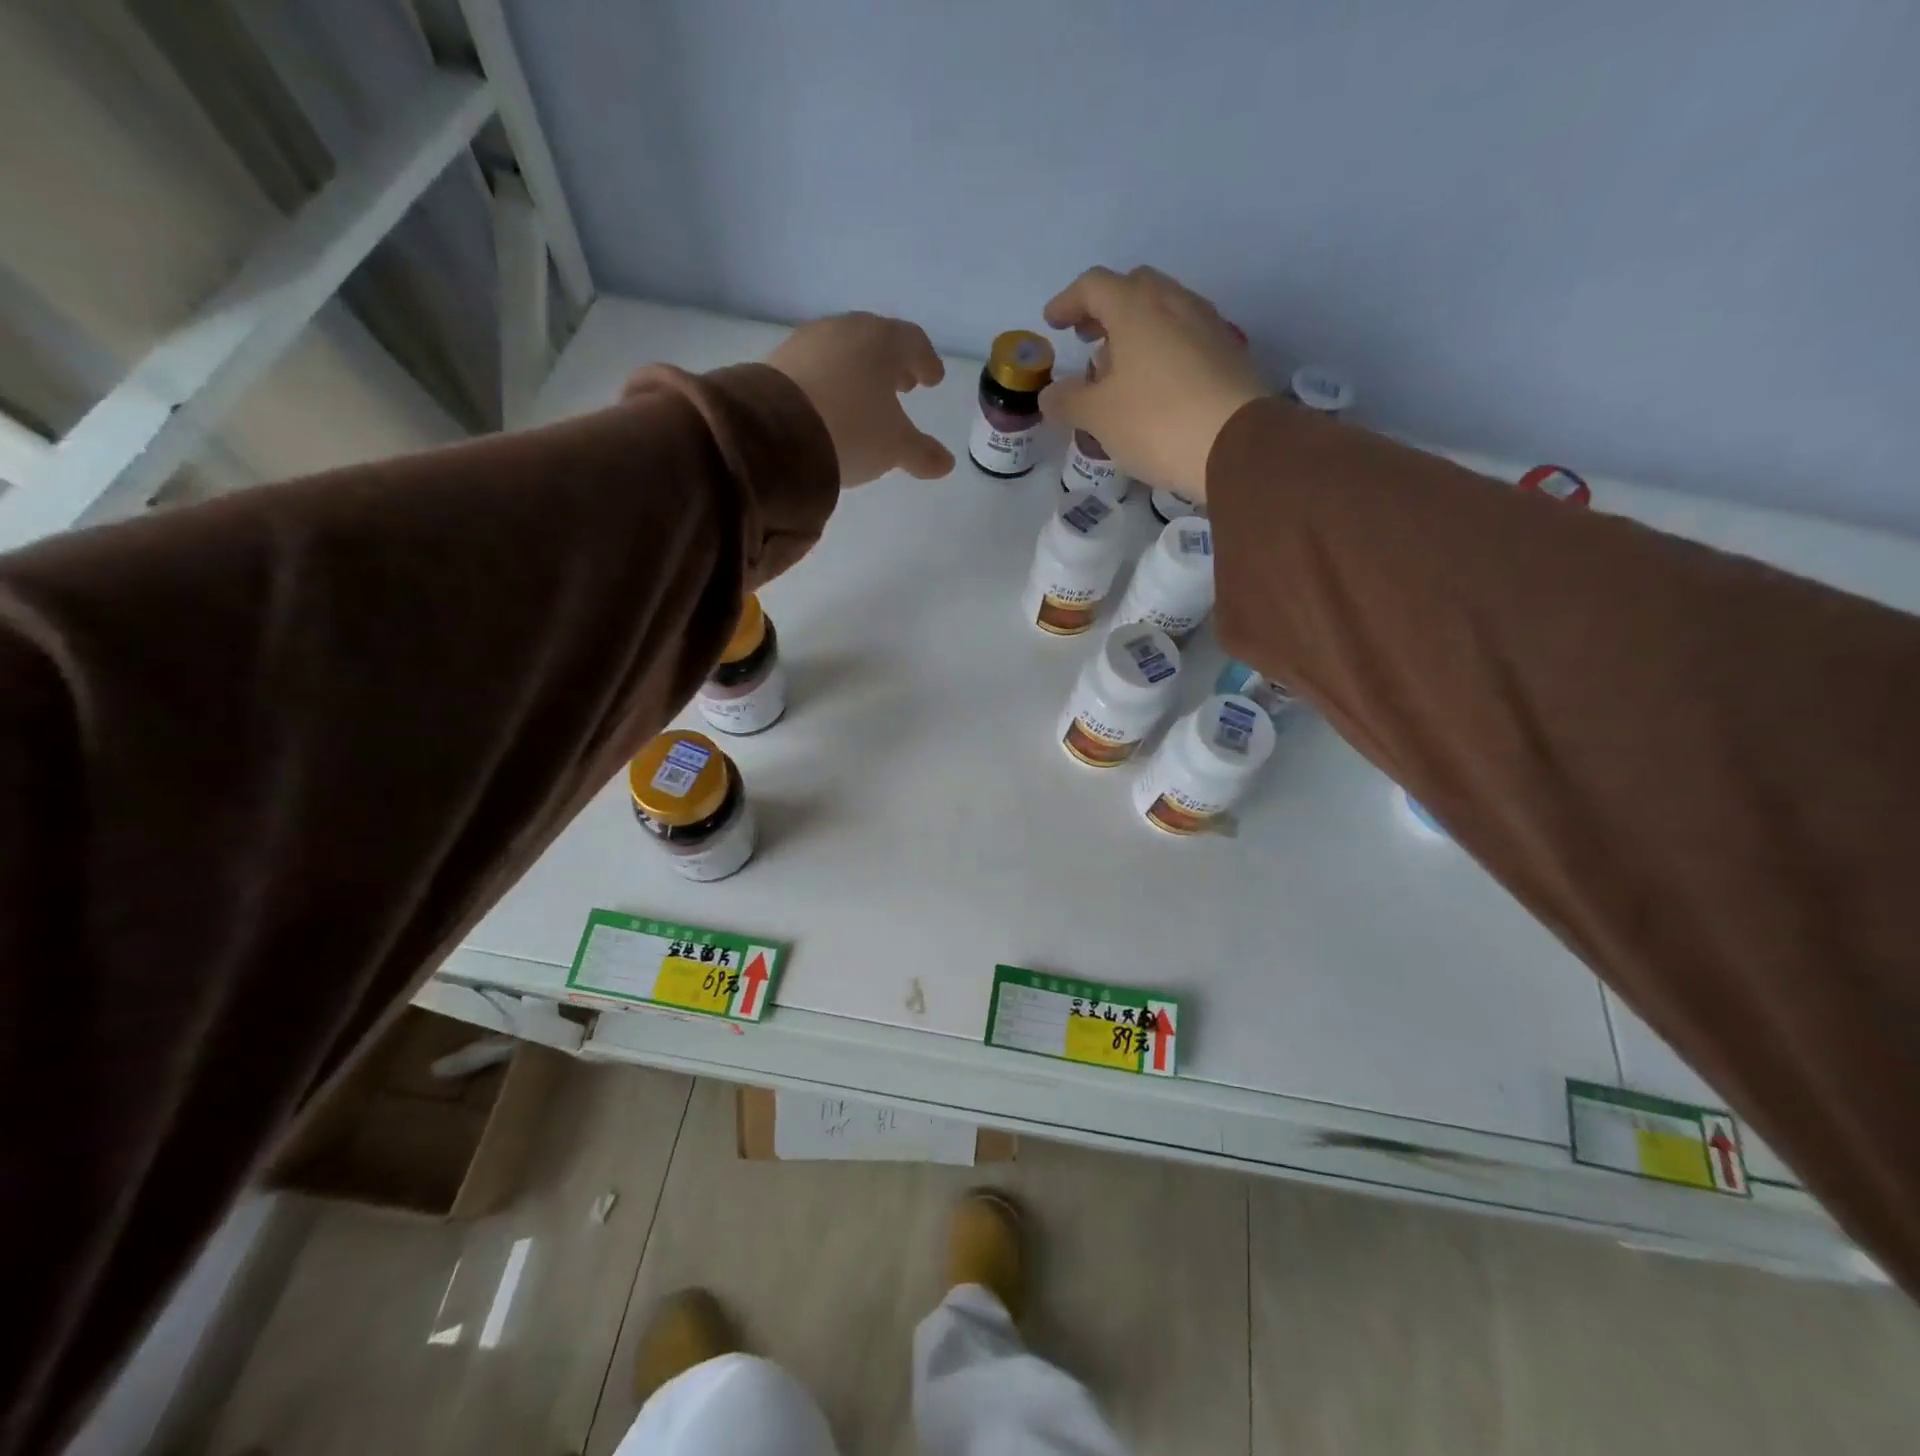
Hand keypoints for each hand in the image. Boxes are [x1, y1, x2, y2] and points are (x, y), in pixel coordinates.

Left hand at [766, 313, 953, 484]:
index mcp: (882, 341)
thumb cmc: (852, 430)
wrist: (776, 431)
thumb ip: (922, 453)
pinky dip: (830, 379)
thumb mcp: (894, 447)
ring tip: (865, 395)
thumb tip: (946, 464)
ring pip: (843, 350)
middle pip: (876, 341)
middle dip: (892, 363)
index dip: (926, 361)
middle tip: (902, 383)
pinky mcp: (779, 360)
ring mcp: (808, 341)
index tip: (933, 378)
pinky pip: (816, 365)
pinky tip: (830, 402)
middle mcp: (846, 330)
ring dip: (859, 370)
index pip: (913, 342)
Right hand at [1039, 267, 1264, 501]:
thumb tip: (1049, 395)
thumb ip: (1068, 401)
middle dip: (1105, 310)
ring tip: (1117, 370)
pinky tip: (1152, 386)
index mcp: (1136, 307)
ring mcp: (1206, 325)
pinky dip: (1160, 349)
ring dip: (1134, 331)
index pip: (1093, 285)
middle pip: (1133, 289)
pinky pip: (1184, 337)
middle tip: (1087, 340)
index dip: (1068, 302)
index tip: (1053, 323)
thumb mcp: (1098, 416)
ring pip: (1162, 312)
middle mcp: (1174, 303)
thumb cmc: (1156, 421)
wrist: (1236, 446)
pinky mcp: (1227, 353)